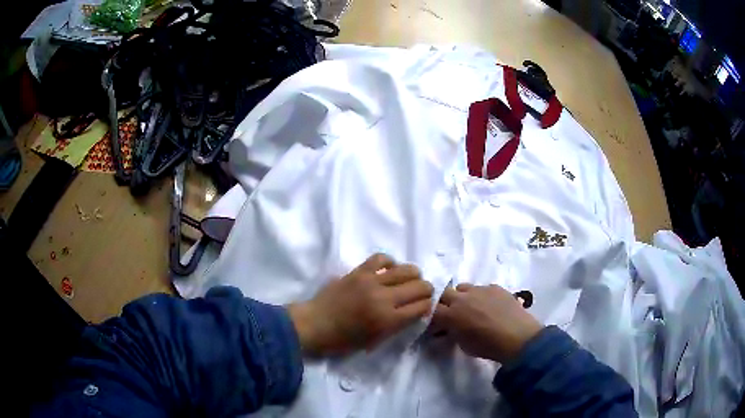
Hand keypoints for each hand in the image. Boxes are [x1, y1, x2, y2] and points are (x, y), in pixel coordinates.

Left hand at [288, 254, 433, 355]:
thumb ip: (397, 326)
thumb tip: (415, 311)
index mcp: (388, 320)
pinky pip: (382, 258)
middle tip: (420, 295)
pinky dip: (391, 262)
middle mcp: (384, 298)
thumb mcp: (374, 341)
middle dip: (426, 291)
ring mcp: (371, 281)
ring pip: (407, 269)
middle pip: (420, 286)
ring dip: (414, 276)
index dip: (427, 307)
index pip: (422, 307)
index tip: (424, 308)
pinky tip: (390, 270)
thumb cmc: (343, 340)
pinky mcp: (359, 271)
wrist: (314, 324)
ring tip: (410, 281)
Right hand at [431, 283, 542, 363]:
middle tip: (451, 313)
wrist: (518, 337)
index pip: (432, 310)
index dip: (433, 317)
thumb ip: (452, 333)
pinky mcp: (494, 287)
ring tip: (471, 307)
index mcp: (451, 314)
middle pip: (444, 293)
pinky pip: (482, 288)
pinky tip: (490, 306)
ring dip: (462, 296)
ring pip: (463, 287)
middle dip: (445, 302)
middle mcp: (462, 298)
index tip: (437, 324)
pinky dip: (481, 296)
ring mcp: (479, 290)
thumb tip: (448, 329)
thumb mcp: (463, 345)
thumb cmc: (487, 346)